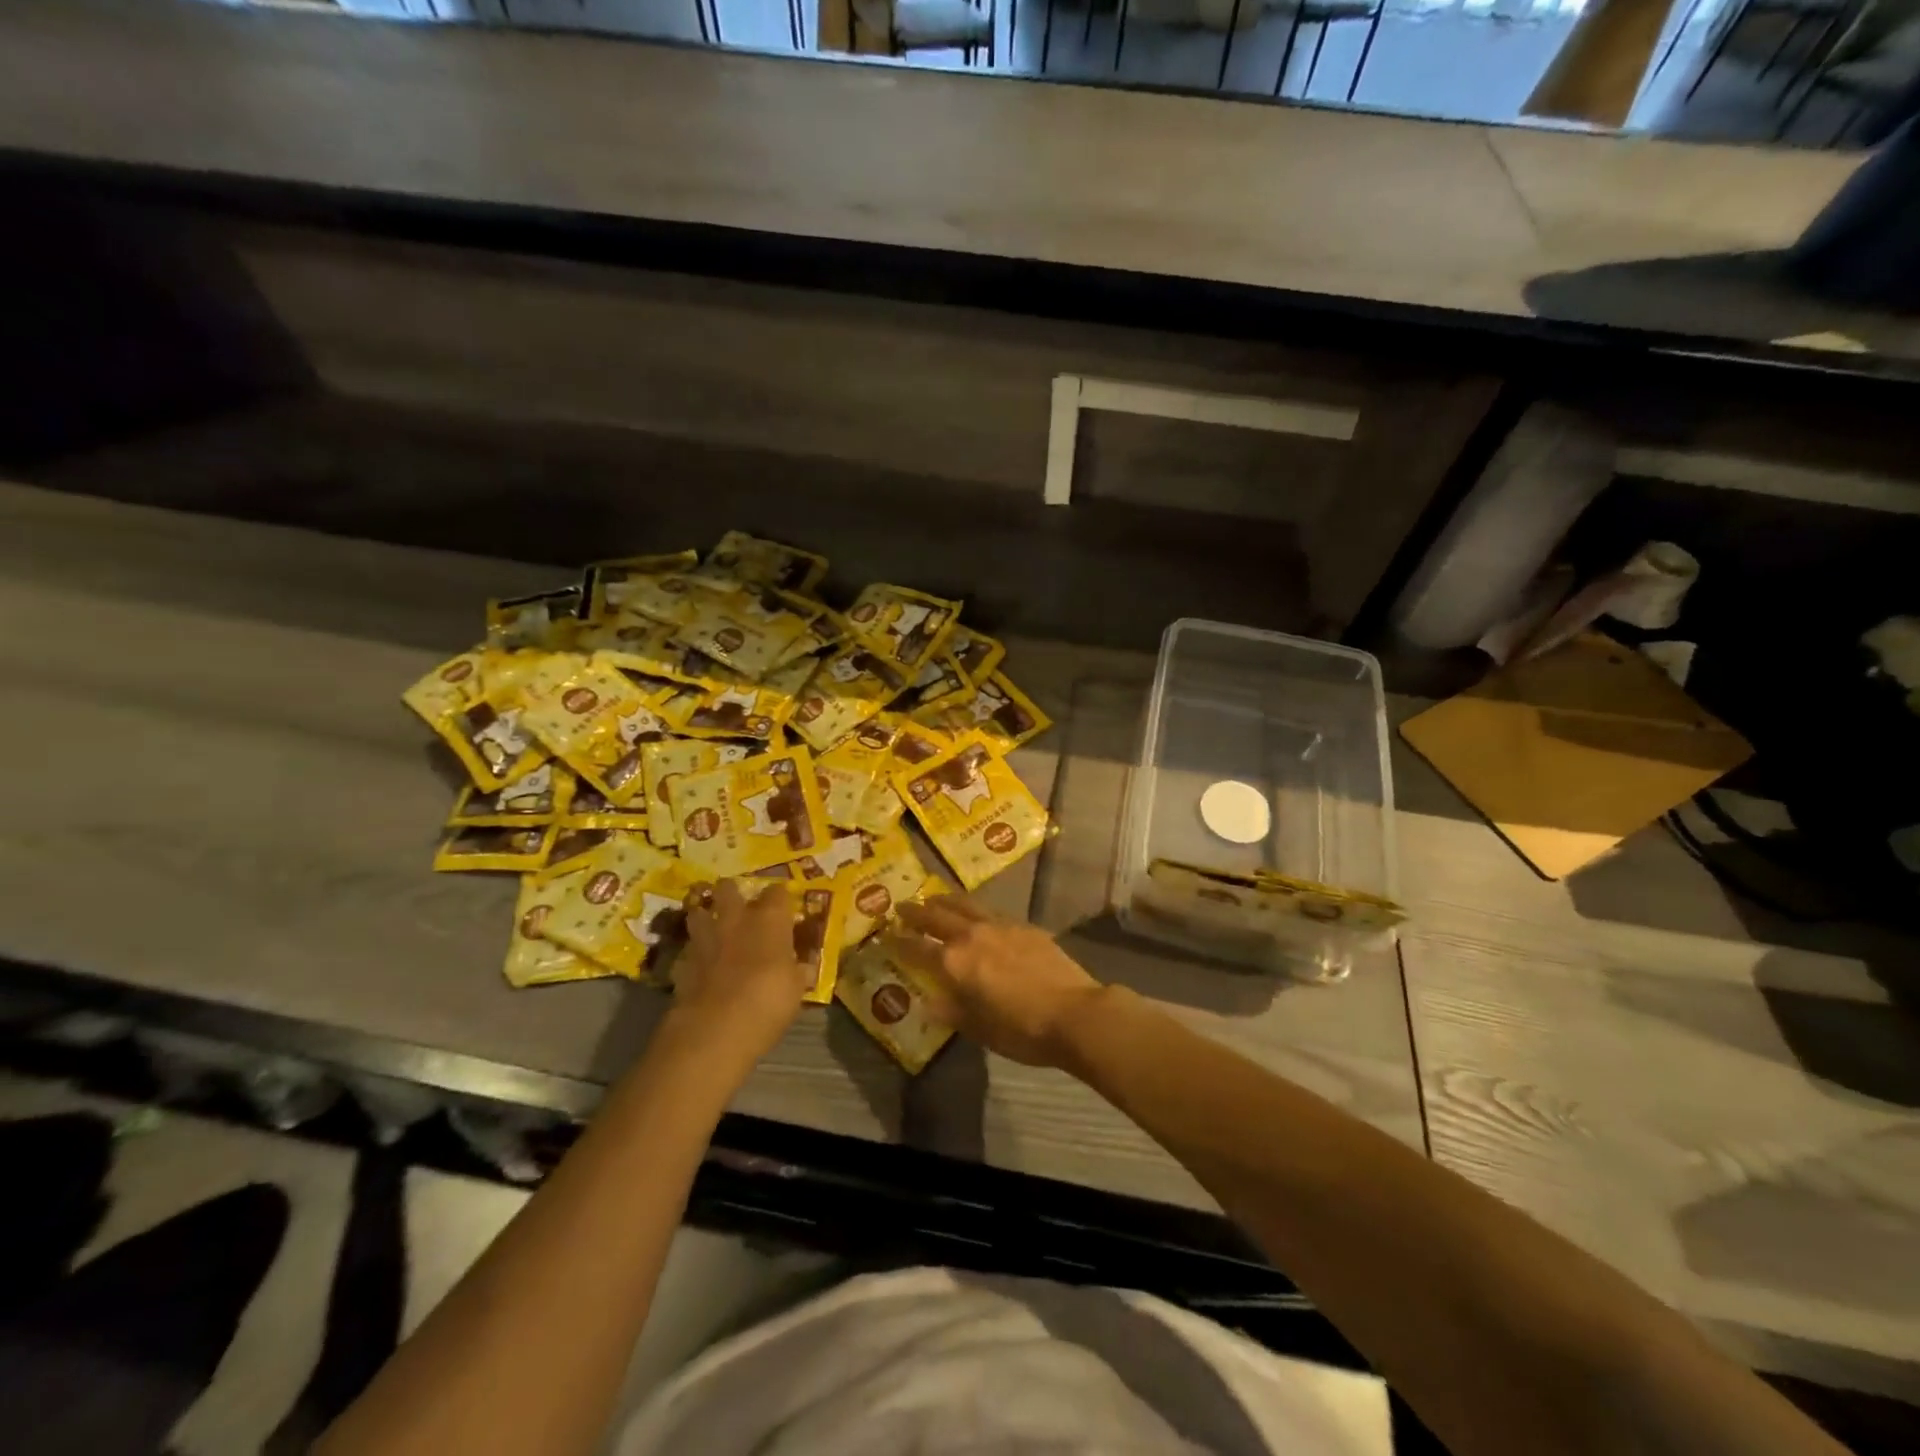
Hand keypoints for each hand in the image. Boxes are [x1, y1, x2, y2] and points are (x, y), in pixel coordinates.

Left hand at [672, 880, 812, 1067]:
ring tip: (712, 929)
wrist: (716, 1028)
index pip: (777, 892)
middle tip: (739, 906)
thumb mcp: (796, 988)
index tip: (784, 908)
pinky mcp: (682, 962)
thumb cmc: (769, 1001)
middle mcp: (736, 919)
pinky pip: (688, 950)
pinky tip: (700, 967)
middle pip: (728, 888)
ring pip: (698, 912)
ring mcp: (705, 939)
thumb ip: (796, 970)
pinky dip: (694, 955)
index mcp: (770, 919)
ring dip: (705, 917)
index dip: (780, 898)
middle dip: (731, 892)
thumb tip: (801, 967)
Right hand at [885, 898, 1106, 1066]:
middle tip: (902, 906)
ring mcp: (1000, 926)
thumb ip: (953, 1012)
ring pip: (965, 904)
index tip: (886, 934)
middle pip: (937, 916)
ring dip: (945, 900)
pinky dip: (974, 908)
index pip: (918, 947)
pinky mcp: (1024, 925)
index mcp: (955, 963)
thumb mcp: (980, 1029)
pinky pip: (990, 911)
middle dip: (917, 911)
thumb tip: (930, 1003)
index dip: (900, 941)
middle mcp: (972, 936)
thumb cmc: (1022, 1030)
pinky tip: (977, 913)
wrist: (1073, 1012)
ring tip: (934, 897)